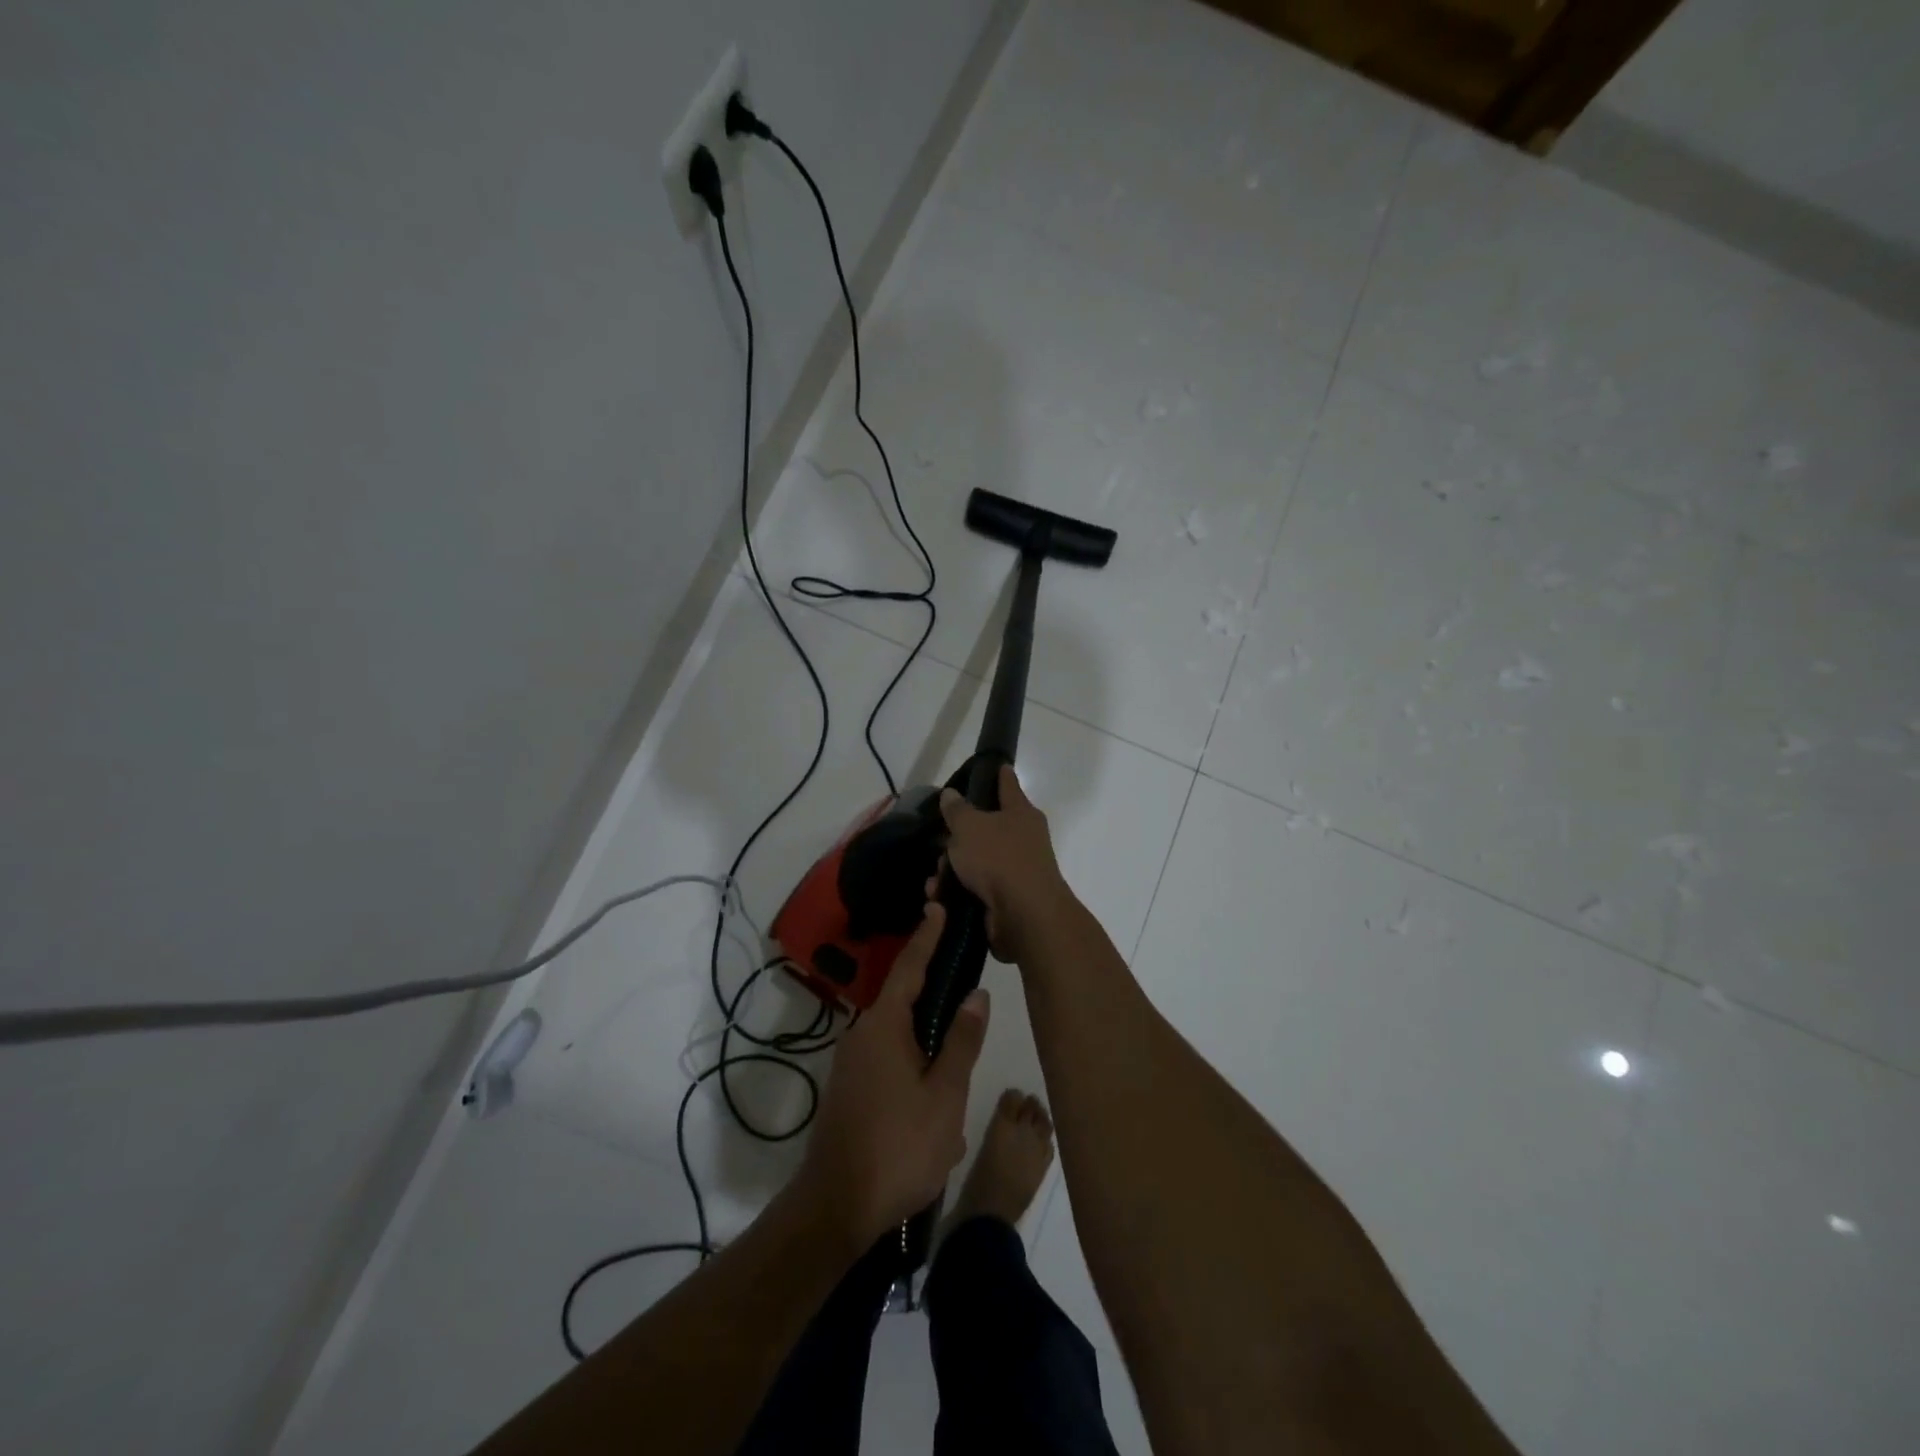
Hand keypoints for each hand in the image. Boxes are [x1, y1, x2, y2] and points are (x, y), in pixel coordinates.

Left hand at [797, 904, 989, 1245]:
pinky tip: (937, 1098)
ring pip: (899, 1035)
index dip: (927, 936)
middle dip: (934, 989)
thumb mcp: (945, 1095)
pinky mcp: (851, 1088)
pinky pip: (889, 1060)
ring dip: (928, 1040)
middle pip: (904, 998)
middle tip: (967, 979)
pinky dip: (915, 1064)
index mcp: (885, 1026)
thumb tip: (976, 994)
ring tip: (961, 1054)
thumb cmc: (898, 1147)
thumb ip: (962, 1041)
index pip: (910, 966)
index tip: (938, 905)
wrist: (835, 1207)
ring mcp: (852, 1063)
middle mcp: (863, 1034)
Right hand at [938, 765, 1074, 964]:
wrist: (1024, 916)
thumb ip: (957, 810)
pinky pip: (976, 889)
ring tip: (935, 880)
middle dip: (958, 839)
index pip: (1008, 785)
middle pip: (985, 829)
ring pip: (976, 862)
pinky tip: (939, 899)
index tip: (999, 765)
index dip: (1000, 775)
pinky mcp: (1008, 900)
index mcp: (1021, 813)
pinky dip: (957, 892)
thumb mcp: (969, 827)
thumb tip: (951, 794)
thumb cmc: (999, 858)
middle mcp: (1024, 839)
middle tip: (940, 844)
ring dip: (952, 870)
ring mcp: (1017, 871)